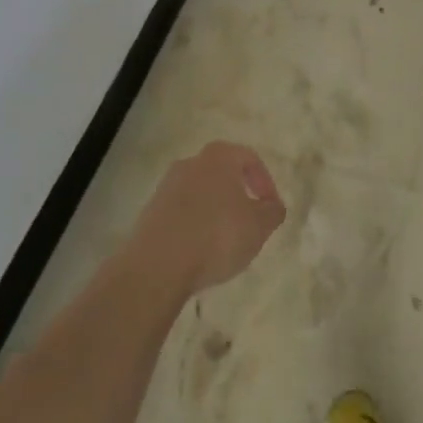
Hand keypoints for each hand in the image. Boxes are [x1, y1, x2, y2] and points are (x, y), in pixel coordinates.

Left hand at [128, 142, 286, 297]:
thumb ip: (272, 212)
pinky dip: (194, 225)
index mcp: (219, 157)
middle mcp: (191, 163)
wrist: (157, 266)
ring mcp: (166, 187)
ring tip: (224, 241)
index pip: (249, 158)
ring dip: (214, 211)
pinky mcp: (150, 212)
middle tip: (248, 221)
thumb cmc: (217, 236)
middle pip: (222, 173)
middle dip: (238, 195)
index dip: (265, 182)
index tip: (270, 208)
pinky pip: (181, 213)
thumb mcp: (259, 226)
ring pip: (200, 193)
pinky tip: (199, 250)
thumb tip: (273, 206)